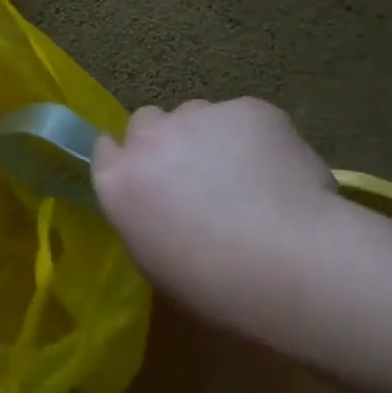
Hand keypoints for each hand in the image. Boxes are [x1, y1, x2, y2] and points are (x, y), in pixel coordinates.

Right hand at [92, 98, 348, 326]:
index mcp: (118, 182)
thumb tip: (164, 206)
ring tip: (248, 173)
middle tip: (198, 174)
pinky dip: (259, 138)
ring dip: (211, 135)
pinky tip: (282, 173)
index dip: (129, 160)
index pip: (106, 150)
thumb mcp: (155, 260)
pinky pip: (246, 117)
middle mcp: (148, 140)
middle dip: (166, 140)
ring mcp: (196, 117)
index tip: (149, 176)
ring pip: (197, 113)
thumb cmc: (213, 283)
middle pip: (147, 121)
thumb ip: (147, 217)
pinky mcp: (245, 109)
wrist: (285, 261)